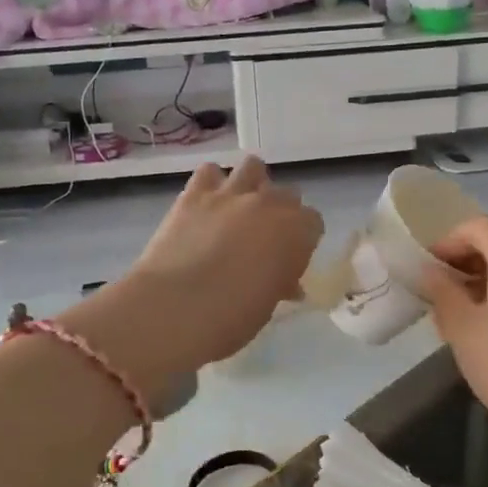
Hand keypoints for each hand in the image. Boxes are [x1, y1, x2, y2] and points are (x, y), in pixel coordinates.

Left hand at [123, 157, 322, 373]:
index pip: (313, 222)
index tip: (289, 258)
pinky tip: (207, 204)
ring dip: (252, 184)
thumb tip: (285, 283)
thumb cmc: (230, 318)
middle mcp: (269, 204)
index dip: (302, 240)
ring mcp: (231, 193)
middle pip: (287, 194)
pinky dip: (212, 183)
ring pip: (253, 167)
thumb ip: (280, 283)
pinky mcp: (194, 193)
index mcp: (296, 232)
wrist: (174, 308)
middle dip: (280, 212)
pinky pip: (209, 171)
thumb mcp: (267, 306)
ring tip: (239, 209)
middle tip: (264, 238)